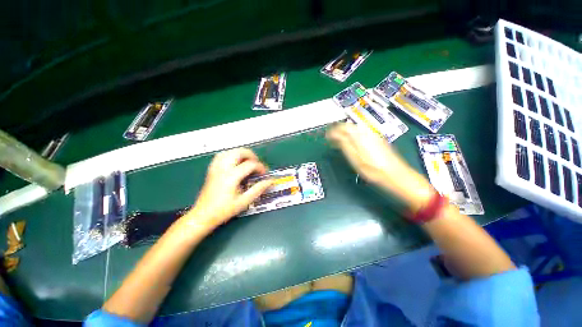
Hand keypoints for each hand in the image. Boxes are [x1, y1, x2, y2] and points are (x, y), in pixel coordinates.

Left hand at [187, 148, 273, 227]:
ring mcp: (216, 168)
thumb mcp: (244, 201)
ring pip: (229, 151)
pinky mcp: (212, 169)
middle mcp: (223, 168)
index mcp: (231, 176)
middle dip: (251, 155)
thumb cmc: (224, 210)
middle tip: (257, 164)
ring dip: (241, 153)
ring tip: (248, 161)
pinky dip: (231, 155)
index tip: (264, 174)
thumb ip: (258, 189)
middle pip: (239, 152)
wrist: (203, 215)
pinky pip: (221, 155)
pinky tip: (235, 162)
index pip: (250, 164)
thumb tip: (270, 181)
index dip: (260, 167)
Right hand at [327, 123, 433, 209]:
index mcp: (359, 136)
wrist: (395, 175)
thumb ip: (344, 144)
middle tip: (331, 138)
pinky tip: (352, 143)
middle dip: (339, 130)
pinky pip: (362, 134)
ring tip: (339, 141)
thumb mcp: (354, 158)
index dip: (333, 130)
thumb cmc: (372, 169)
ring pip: (356, 129)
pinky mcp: (378, 140)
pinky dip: (353, 136)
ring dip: (346, 133)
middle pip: (350, 126)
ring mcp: (374, 136)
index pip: (343, 127)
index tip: (327, 136)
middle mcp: (367, 132)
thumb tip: (335, 135)